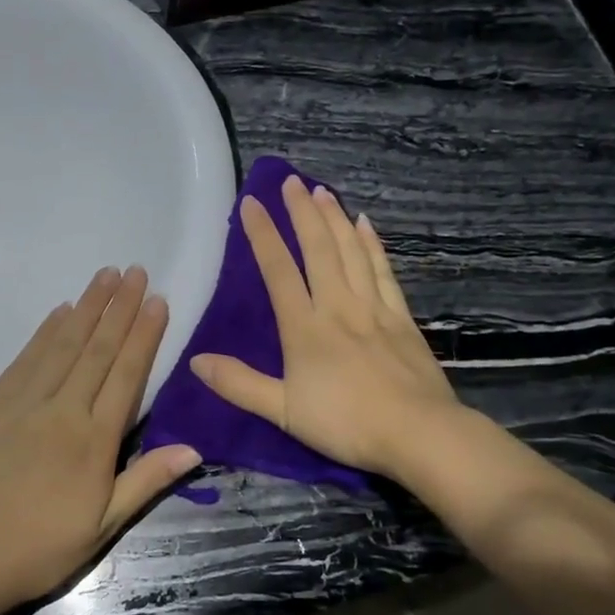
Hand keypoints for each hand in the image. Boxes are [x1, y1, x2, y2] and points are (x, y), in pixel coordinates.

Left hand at [0, 265, 199, 614]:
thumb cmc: (38, 547)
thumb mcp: (102, 526)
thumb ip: (145, 481)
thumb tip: (193, 448)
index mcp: (94, 440)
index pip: (126, 374)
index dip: (144, 335)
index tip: (157, 300)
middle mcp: (63, 410)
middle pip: (97, 349)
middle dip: (119, 307)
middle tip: (135, 271)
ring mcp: (24, 402)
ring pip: (62, 344)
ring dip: (86, 307)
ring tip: (104, 276)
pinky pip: (26, 358)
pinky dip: (45, 331)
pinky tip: (59, 311)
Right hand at [191, 175, 459, 483]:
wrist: (418, 434)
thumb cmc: (346, 424)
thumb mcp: (283, 411)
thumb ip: (239, 384)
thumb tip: (196, 360)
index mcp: (305, 328)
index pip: (278, 270)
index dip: (262, 235)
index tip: (250, 202)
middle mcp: (338, 307)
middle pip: (318, 249)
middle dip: (301, 213)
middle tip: (290, 181)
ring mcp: (373, 309)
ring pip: (351, 252)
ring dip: (334, 219)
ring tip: (321, 191)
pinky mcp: (401, 318)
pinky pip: (383, 271)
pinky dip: (371, 245)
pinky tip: (364, 225)